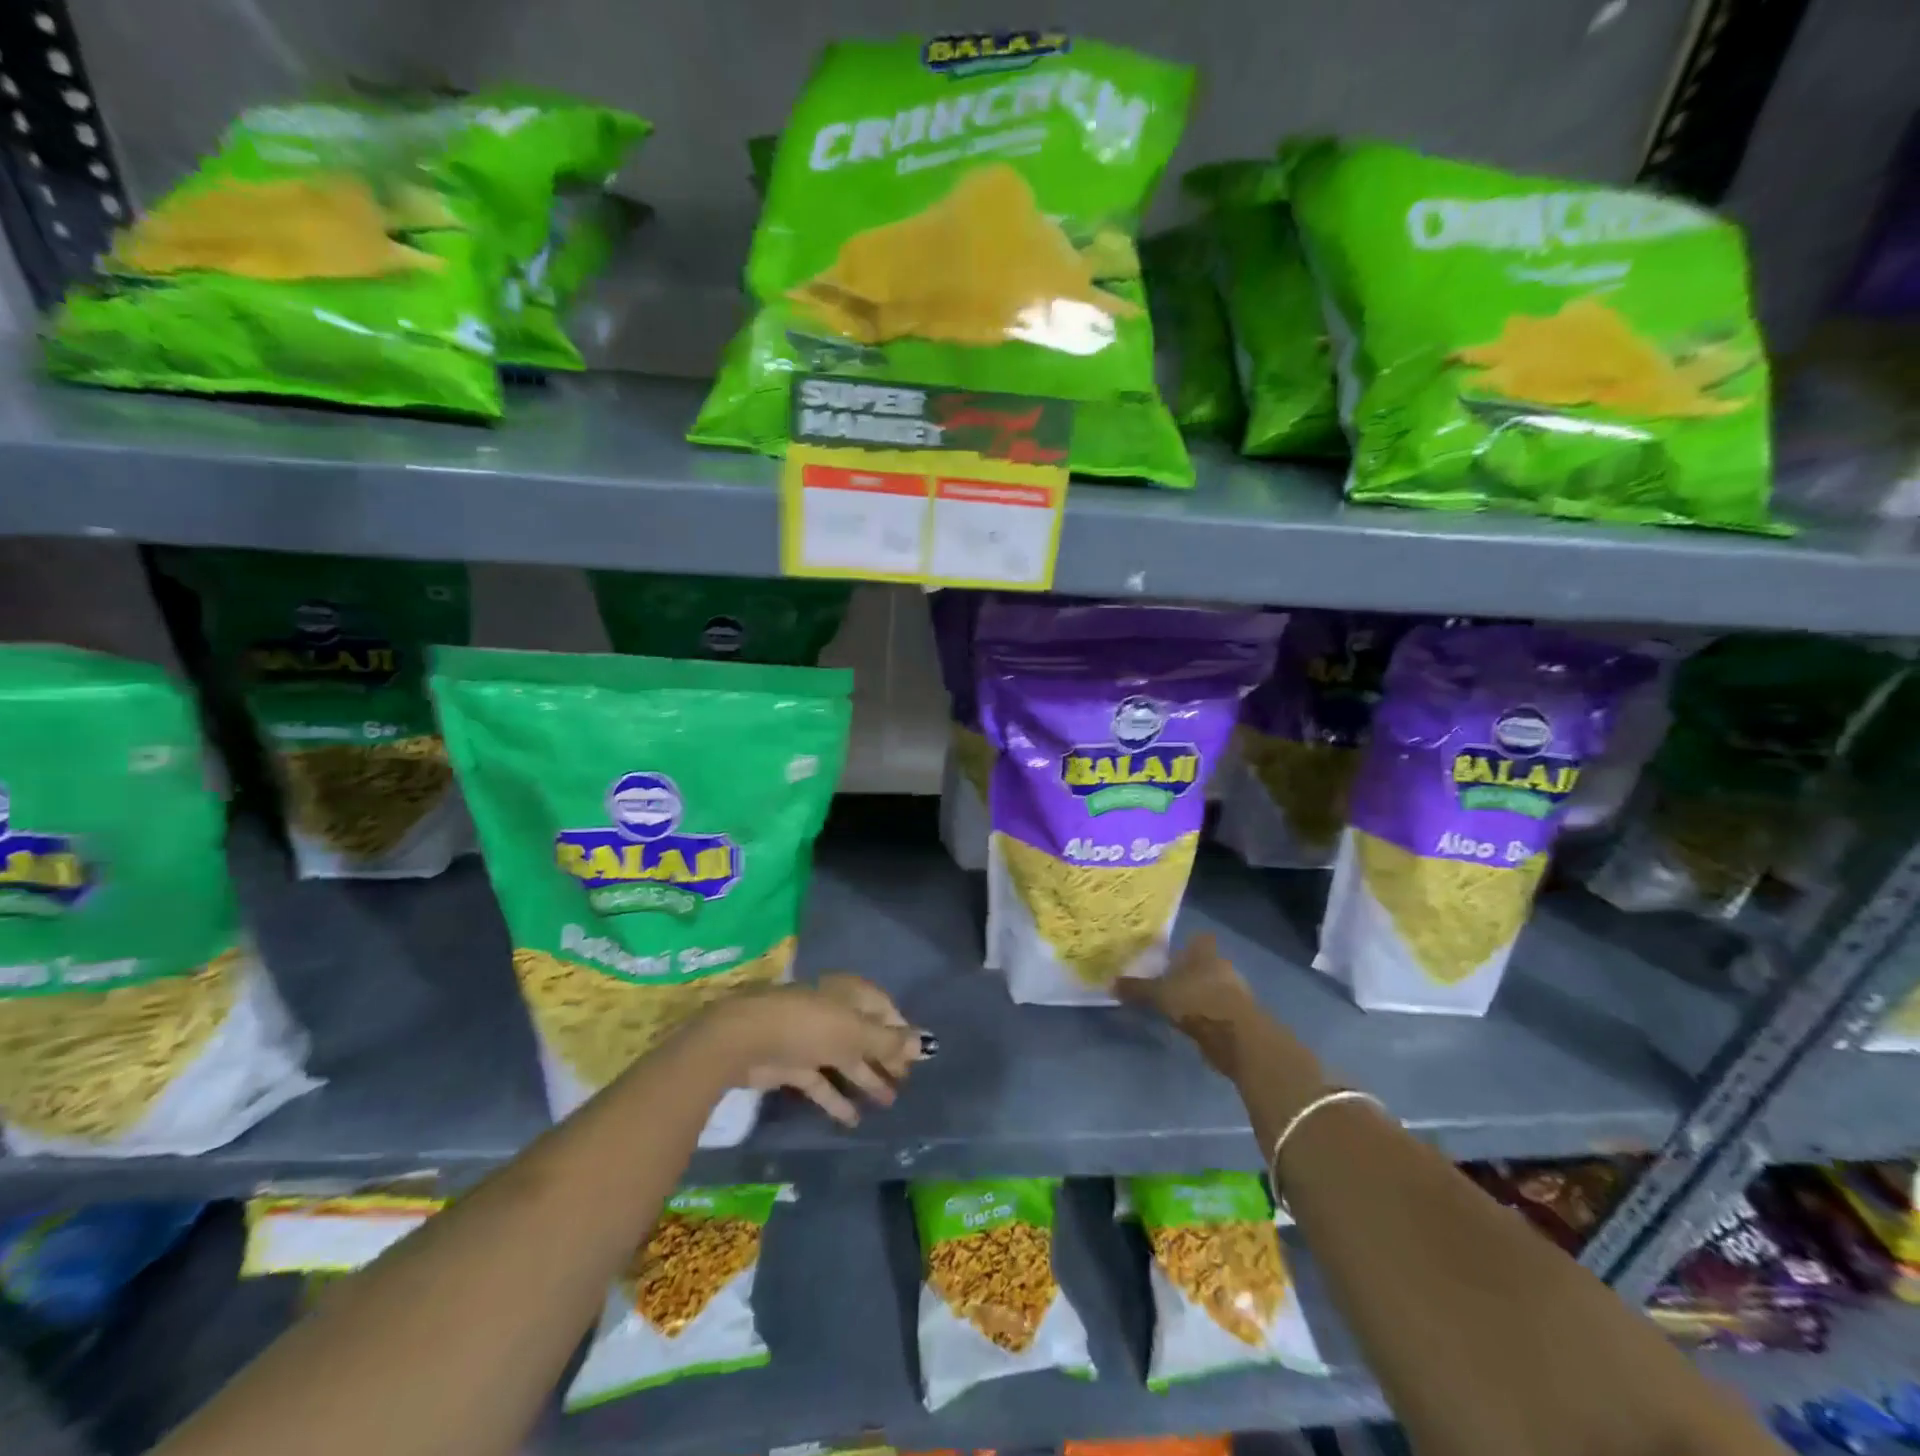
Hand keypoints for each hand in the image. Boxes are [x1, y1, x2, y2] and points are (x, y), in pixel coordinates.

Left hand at [703, 975, 927, 1126]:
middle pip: (866, 1036)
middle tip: (906, 1083)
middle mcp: (834, 1012)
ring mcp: (812, 1039)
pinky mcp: (793, 1065)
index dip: (900, 1032)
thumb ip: (889, 1042)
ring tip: (888, 1103)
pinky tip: (853, 1119)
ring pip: (846, 1059)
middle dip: (885, 1058)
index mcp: (851, 994)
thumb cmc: (811, 1025)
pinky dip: (836, 1098)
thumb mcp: (857, 1033)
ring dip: (865, 1079)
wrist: (748, 1039)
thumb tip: (925, 1044)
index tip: (917, 1057)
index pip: (884, 1009)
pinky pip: (822, 1081)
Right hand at [1115, 933, 1267, 1074]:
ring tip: (1176, 1004)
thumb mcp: (1159, 994)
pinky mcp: (1239, 1016)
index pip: (1198, 938)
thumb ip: (1136, 989)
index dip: (1186, 944)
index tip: (1170, 954)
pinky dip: (1205, 1014)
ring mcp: (1234, 991)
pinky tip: (1191, 1023)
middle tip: (1166, 980)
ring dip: (1198, 994)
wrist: (1237, 1037)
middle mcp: (1222, 965)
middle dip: (1189, 971)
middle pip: (1204, 963)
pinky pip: (1217, 1008)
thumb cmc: (1196, 1001)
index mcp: (1204, 952)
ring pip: (1211, 986)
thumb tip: (1109, 983)